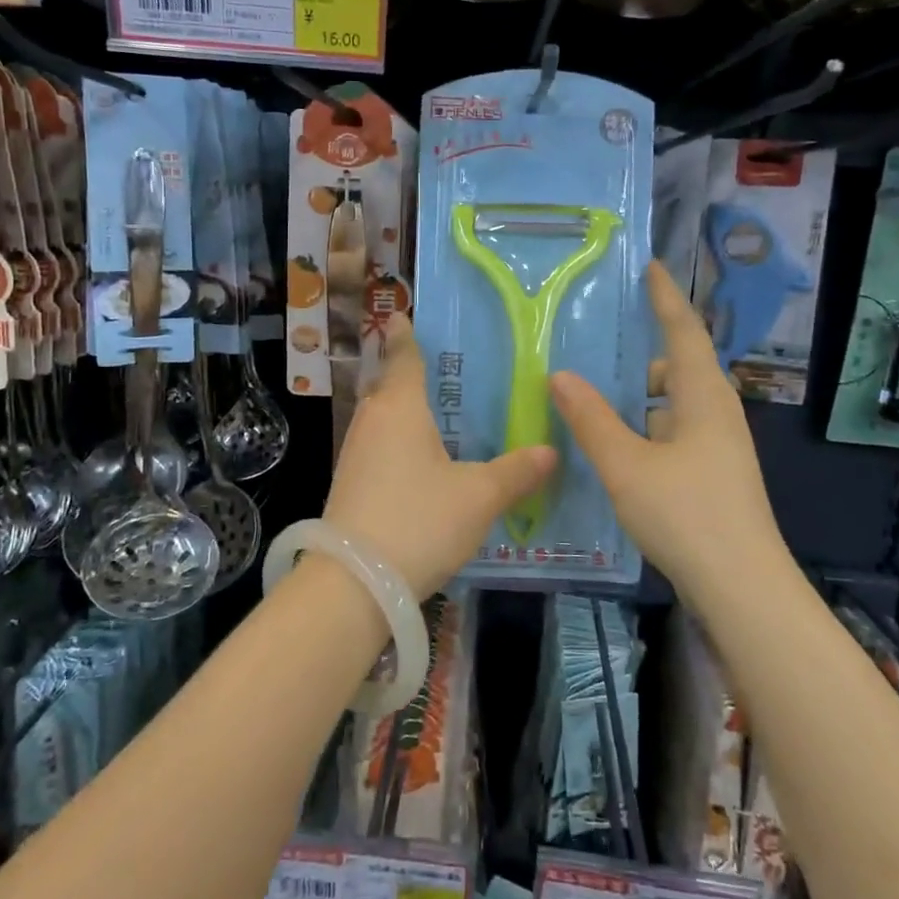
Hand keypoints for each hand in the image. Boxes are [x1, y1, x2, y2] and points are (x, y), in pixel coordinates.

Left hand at [326, 314, 555, 599]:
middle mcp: (372, 421)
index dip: (405, 334)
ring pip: (383, 420)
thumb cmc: (419, 521)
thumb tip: (549, 452)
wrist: (353, 584)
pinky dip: (399, 444)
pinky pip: (378, 448)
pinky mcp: (349, 485)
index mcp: (400, 407)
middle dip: (410, 375)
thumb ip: (515, 472)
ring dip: (405, 413)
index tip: (403, 314)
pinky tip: (421, 463)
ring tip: (439, 416)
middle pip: (389, 386)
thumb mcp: (478, 497)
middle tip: (446, 371)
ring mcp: (355, 454)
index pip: (403, 356)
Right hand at [550, 262, 789, 599]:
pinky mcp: (714, 474)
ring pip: (676, 404)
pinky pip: (675, 432)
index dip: (666, 298)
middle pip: (681, 367)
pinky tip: (616, 444)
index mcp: (704, 397)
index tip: (651, 267)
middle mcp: (717, 413)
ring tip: (595, 395)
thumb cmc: (687, 515)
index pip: (685, 331)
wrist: (742, 588)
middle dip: (644, 353)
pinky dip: (646, 426)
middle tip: (599, 343)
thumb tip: (560, 375)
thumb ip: (591, 419)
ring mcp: (719, 447)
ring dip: (641, 396)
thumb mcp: (626, 464)